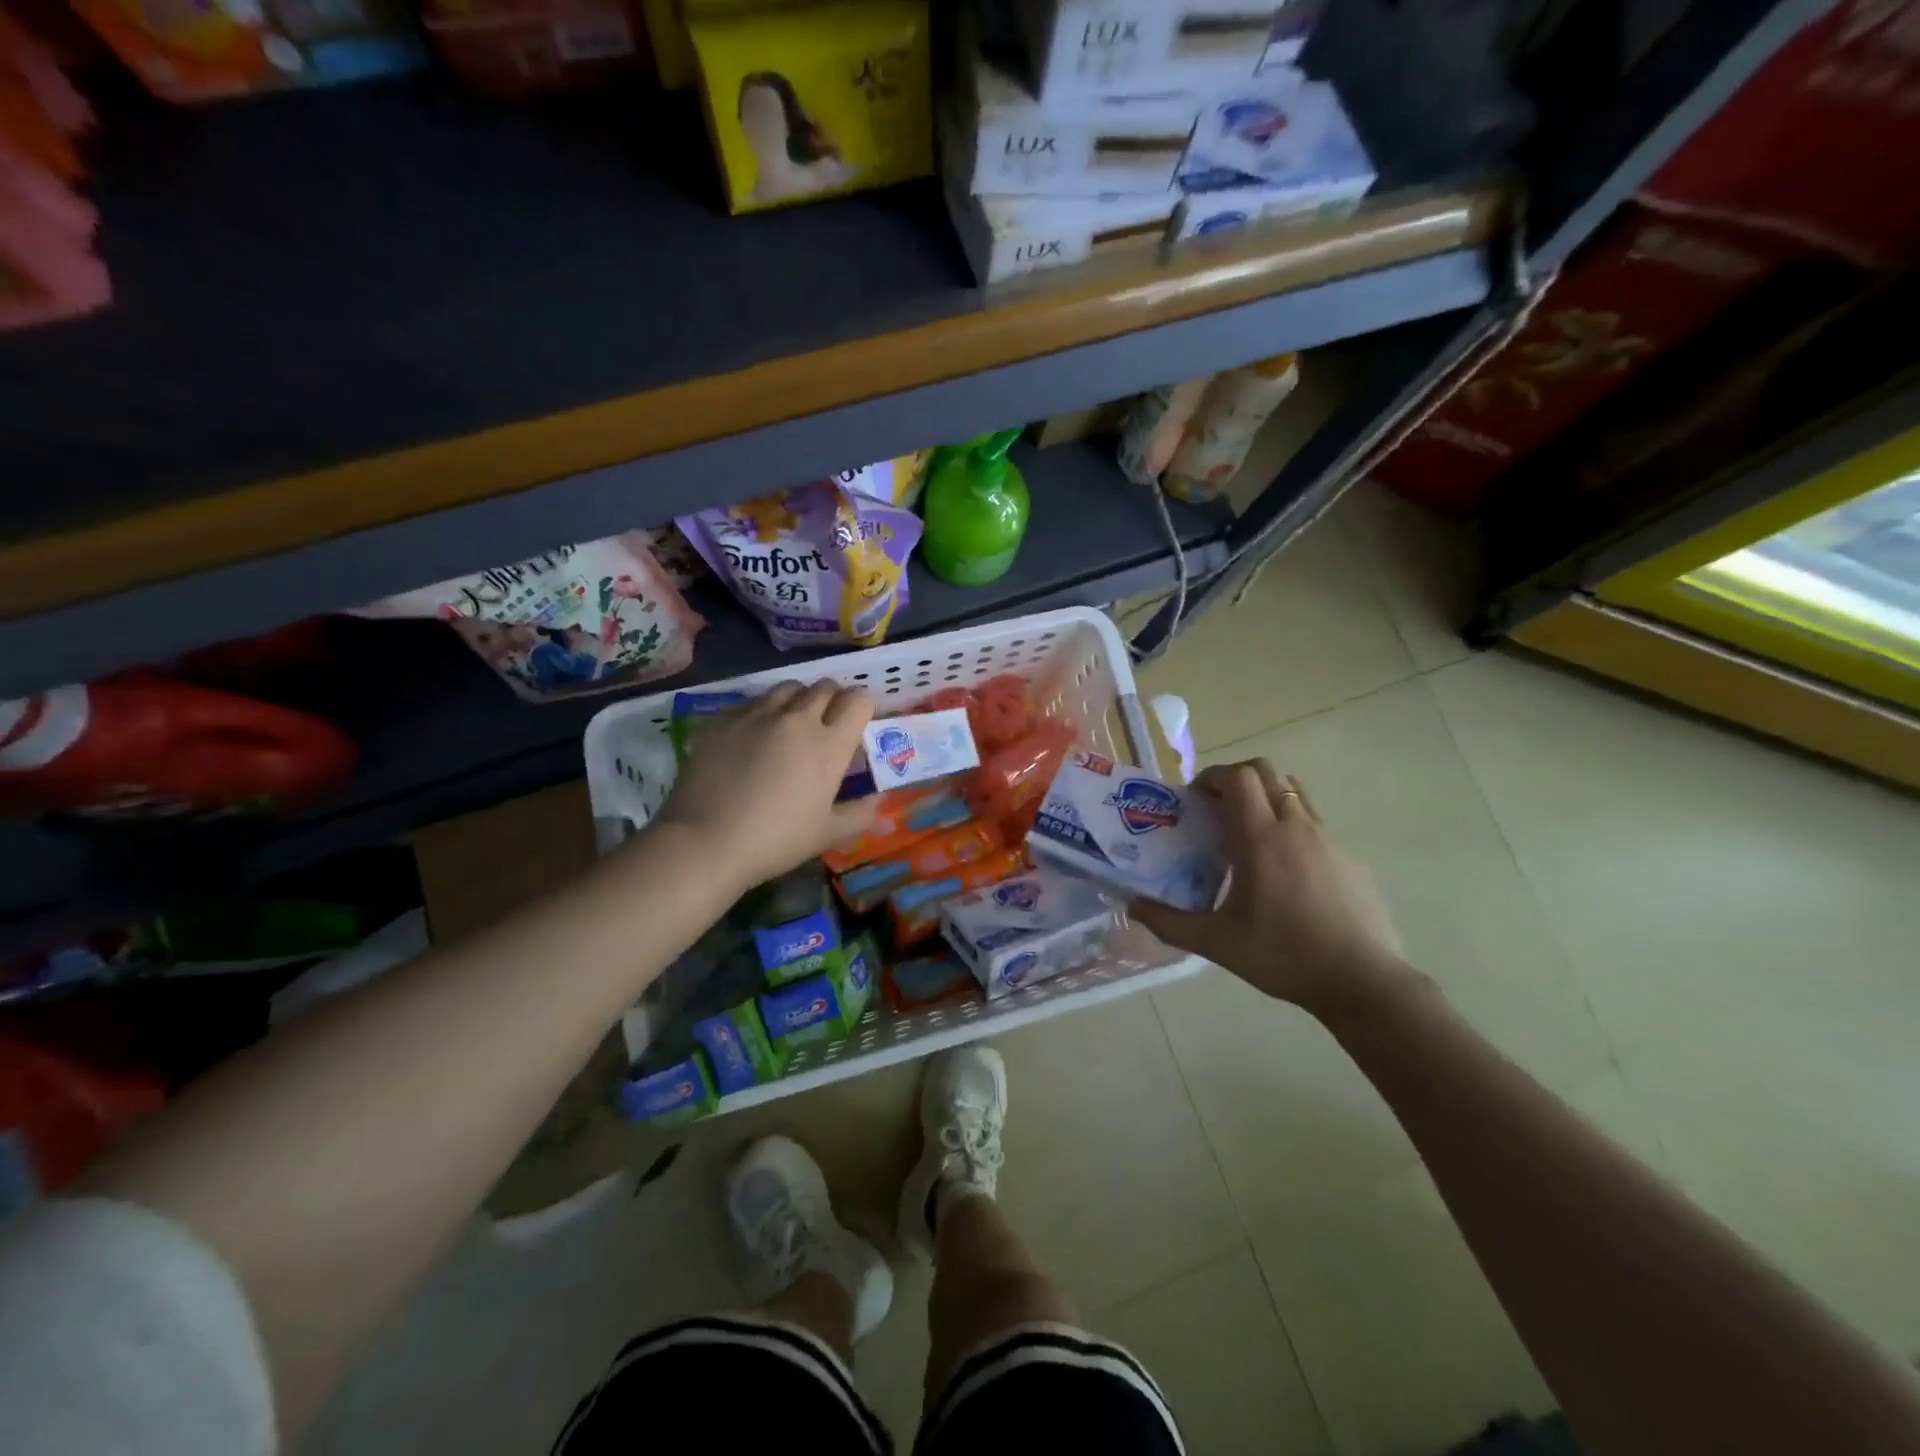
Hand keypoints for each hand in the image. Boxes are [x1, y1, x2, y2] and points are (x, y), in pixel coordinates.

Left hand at [652, 681, 880, 892]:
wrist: (706, 841)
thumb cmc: (776, 840)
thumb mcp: (828, 834)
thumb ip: (861, 812)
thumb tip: (877, 798)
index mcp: (829, 744)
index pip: (858, 700)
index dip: (863, 708)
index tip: (857, 726)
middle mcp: (797, 719)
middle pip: (825, 686)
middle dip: (833, 700)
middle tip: (827, 725)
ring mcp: (758, 715)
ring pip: (788, 687)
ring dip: (799, 700)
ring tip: (791, 724)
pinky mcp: (725, 719)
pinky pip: (754, 701)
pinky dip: (764, 711)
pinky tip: (756, 736)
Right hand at [1129, 761, 1413, 1016]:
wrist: (1363, 981)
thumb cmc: (1283, 955)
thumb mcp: (1216, 943)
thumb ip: (1168, 922)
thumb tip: (1132, 906)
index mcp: (1261, 838)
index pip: (1238, 777)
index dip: (1213, 777)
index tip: (1196, 799)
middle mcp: (1296, 827)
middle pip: (1267, 772)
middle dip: (1237, 779)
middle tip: (1217, 809)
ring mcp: (1328, 840)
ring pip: (1294, 792)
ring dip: (1266, 796)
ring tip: (1249, 832)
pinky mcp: (1349, 859)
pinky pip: (1314, 822)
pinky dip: (1290, 825)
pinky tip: (1284, 870)